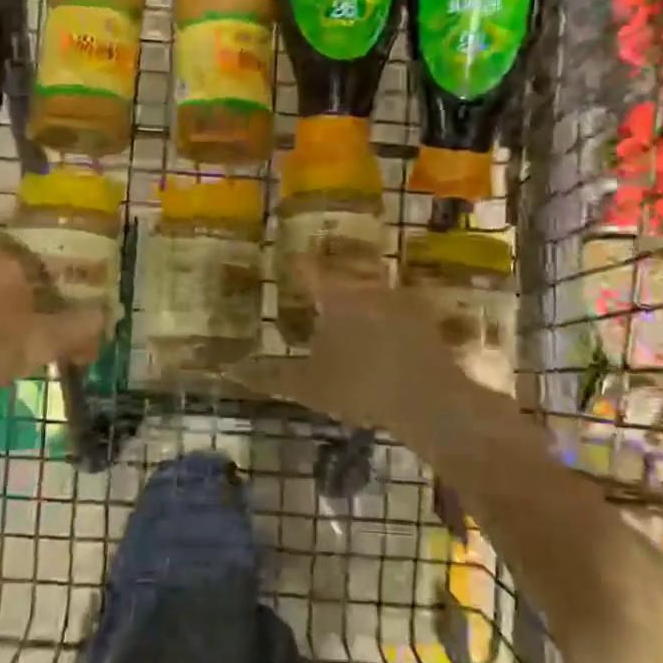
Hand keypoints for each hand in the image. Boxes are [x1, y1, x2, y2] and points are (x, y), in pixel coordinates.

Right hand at [223, 258, 504, 463]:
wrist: (429, 399)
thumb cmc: (360, 387)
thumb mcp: (309, 387)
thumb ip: (271, 376)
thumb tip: (233, 370)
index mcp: (335, 297)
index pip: (308, 269)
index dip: (296, 265)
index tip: (288, 262)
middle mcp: (367, 287)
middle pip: (344, 271)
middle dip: (332, 277)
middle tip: (320, 288)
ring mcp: (400, 299)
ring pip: (373, 287)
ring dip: (362, 294)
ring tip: (353, 312)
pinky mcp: (425, 317)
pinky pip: (400, 307)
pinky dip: (389, 315)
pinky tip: (387, 335)